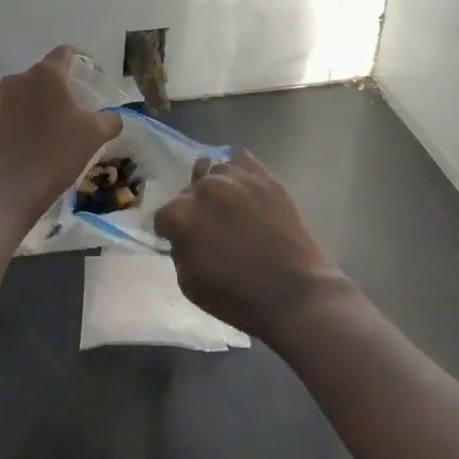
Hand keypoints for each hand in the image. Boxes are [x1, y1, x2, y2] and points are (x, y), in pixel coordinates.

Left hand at [0, 46, 120, 226]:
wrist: (3, 196)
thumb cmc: (53, 157)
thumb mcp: (94, 137)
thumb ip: (110, 119)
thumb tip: (112, 116)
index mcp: (45, 75)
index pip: (66, 53)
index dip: (83, 63)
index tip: (93, 81)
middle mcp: (18, 80)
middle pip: (45, 76)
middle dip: (61, 90)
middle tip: (76, 113)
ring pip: (26, 96)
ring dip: (40, 107)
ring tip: (53, 133)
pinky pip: (10, 115)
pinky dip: (22, 124)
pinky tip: (30, 148)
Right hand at [153, 150, 351, 343]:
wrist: (294, 294)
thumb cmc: (239, 299)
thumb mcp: (191, 287)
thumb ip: (178, 252)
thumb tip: (182, 236)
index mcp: (182, 215)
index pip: (163, 216)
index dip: (170, 232)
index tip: (183, 243)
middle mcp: (204, 188)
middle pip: (188, 190)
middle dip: (193, 209)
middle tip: (210, 229)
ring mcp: (235, 177)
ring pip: (213, 170)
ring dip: (215, 188)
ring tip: (230, 208)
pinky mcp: (262, 175)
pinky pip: (240, 159)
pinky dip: (238, 172)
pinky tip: (244, 191)